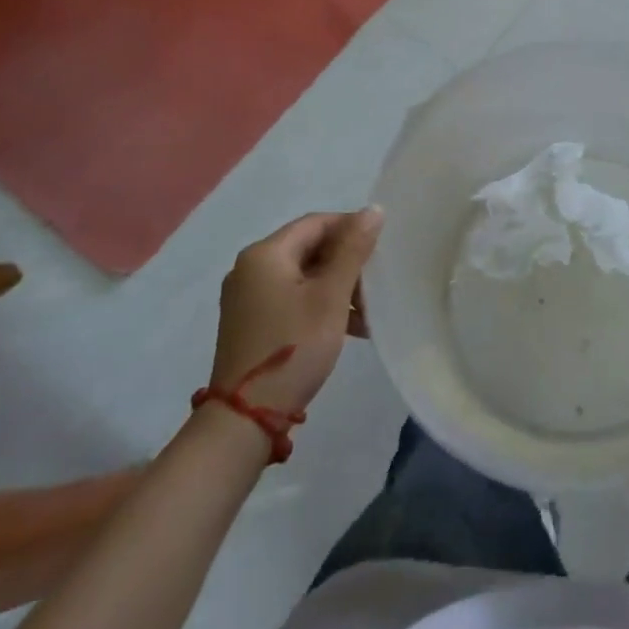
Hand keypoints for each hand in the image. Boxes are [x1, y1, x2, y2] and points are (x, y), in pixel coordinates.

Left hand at [208, 207, 382, 415]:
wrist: (246, 418)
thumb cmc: (293, 346)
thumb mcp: (331, 295)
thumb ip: (353, 249)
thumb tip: (373, 209)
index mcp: (265, 254)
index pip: (317, 223)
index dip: (352, 228)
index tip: (382, 246)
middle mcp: (251, 268)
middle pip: (310, 248)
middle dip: (348, 262)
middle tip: (378, 281)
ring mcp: (249, 298)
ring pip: (305, 276)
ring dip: (339, 287)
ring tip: (369, 310)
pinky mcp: (252, 322)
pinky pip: (294, 298)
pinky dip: (322, 304)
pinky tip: (351, 327)